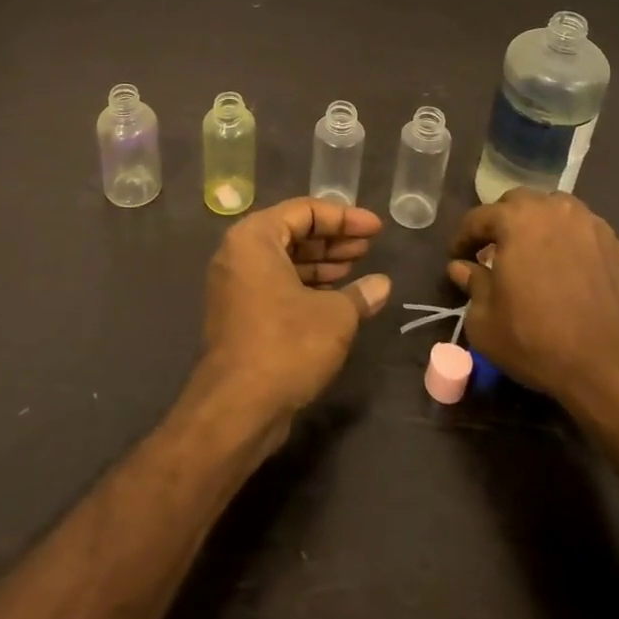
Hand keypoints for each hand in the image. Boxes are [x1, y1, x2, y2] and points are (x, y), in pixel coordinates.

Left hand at [198, 198, 389, 443]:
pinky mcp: (240, 314)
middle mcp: (239, 254)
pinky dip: (306, 285)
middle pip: (293, 232)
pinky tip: (339, 296)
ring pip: (286, 261)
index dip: (345, 217)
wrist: (237, 408)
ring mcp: (236, 285)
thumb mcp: (335, 316)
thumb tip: (381, 285)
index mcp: (255, 237)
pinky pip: (277, 284)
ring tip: (359, 267)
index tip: (376, 228)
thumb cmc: (287, 344)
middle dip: (333, 239)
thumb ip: (359, 294)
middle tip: (369, 247)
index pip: (304, 211)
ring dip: (322, 263)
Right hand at [449, 190, 618, 461]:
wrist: (615, 371)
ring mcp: (597, 228)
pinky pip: (593, 241)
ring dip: (544, 228)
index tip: (457, 257)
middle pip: (522, 203)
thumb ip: (472, 285)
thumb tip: (462, 268)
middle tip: (497, 251)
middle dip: (504, 222)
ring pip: (561, 214)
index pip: (479, 217)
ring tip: (539, 257)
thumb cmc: (538, 341)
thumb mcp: (485, 322)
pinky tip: (578, 278)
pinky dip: (580, 251)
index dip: (463, 237)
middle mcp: (557, 210)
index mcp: (517, 219)